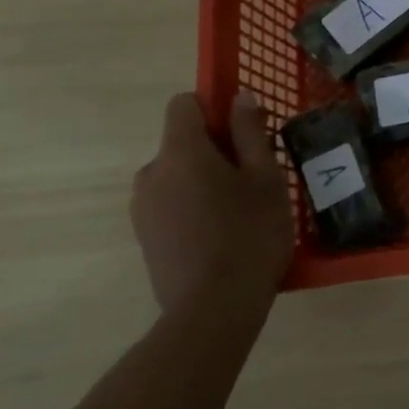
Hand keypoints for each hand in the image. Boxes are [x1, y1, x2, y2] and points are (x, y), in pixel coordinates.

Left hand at [130, 92, 293, 312]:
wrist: (213, 310)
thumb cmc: (249, 234)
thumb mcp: (266, 178)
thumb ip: (250, 133)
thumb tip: (239, 97)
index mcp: (180, 151)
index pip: (183, 104)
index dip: (213, 107)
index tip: (244, 131)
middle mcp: (151, 173)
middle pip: (182, 142)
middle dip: (215, 150)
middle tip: (254, 177)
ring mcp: (142, 208)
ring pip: (177, 176)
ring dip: (204, 181)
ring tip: (240, 211)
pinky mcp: (144, 238)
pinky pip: (171, 204)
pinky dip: (193, 208)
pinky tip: (221, 236)